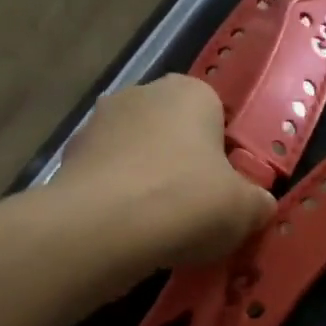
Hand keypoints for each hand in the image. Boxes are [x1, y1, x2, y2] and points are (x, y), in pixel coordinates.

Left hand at [49, 76, 274, 265]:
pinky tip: (130, 233)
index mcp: (190, 92)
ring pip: (138, 156)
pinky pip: (108, 180)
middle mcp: (141, 94)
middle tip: (199, 209)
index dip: (225, 154)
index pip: (217, 115)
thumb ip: (258, 201)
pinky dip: (119, 201)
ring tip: (162, 228)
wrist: (102, 229)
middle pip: (174, 132)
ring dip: (149, 183)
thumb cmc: (188, 201)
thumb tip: (257, 205)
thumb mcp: (247, 209)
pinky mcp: (67, 159)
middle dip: (185, 165)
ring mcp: (97, 124)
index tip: (228, 188)